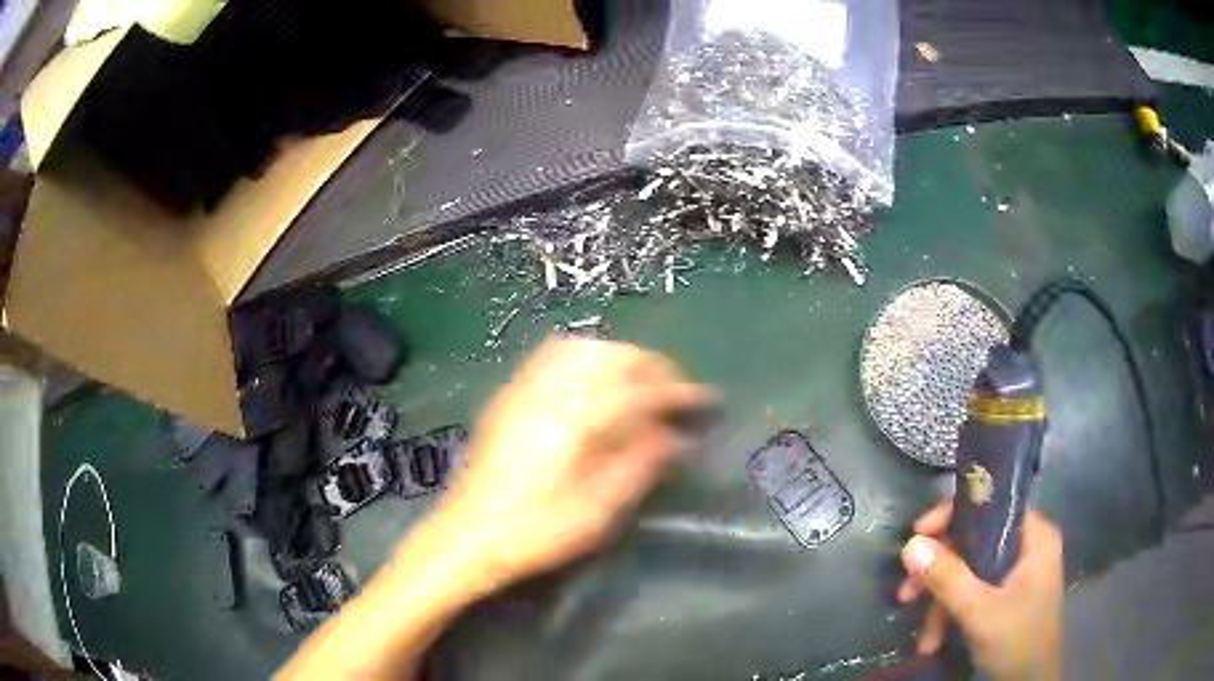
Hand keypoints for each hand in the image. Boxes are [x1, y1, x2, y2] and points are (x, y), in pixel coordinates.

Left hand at [428, 338, 717, 590]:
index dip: (677, 391)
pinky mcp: (510, 396)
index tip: (703, 400)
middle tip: (673, 392)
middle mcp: (549, 393)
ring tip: (639, 384)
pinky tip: (594, 381)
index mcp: (575, 423)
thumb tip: (675, 436)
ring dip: (619, 358)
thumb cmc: (536, 534)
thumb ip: (639, 466)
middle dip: (651, 366)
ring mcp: (525, 390)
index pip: (638, 390)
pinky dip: (586, 357)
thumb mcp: (597, 512)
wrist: (467, 536)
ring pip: (583, 348)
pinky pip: (552, 355)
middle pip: (612, 356)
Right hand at [897, 500, 1063, 680]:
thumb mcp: (980, 612)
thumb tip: (910, 544)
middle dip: (939, 574)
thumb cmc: (1016, 640)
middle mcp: (1028, 548)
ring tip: (924, 638)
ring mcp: (1018, 574)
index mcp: (1034, 537)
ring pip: (971, 573)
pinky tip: (935, 641)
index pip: (991, 507)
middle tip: (907, 593)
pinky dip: (953, 615)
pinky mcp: (1008, 598)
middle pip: (976, 544)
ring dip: (941, 605)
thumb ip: (948, 578)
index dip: (953, 517)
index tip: (918, 536)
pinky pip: (974, 593)